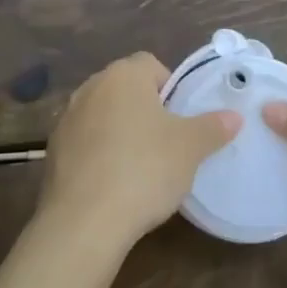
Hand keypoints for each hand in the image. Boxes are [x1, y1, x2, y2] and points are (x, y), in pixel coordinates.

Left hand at [40, 53, 240, 246]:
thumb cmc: (144, 169)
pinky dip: (99, 155)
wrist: (84, 222)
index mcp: (123, 75)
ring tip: (140, 168)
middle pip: (126, 89)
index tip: (181, 120)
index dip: (171, 89)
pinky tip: (113, 185)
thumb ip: (213, 127)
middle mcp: (91, 87)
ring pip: (104, 116)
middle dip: (145, 111)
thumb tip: (234, 116)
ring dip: (120, 132)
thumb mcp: (190, 148)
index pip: (152, 65)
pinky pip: (85, 144)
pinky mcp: (53, 152)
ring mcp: (67, 119)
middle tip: (166, 143)